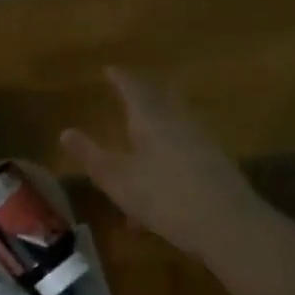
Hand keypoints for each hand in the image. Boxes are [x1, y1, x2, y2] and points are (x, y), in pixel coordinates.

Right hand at [62, 67, 261, 259]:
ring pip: (172, 128)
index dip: (120, 78)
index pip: (134, 87)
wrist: (228, 224)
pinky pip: (182, 153)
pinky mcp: (215, 166)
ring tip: (136, 142)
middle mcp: (179, 122)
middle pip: (160, 100)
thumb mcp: (117, 179)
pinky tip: (154, 194)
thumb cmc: (164, 196)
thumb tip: (65, 132)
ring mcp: (202, 142)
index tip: (109, 69)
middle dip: (141, 96)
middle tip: (127, 92)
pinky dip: (165, 160)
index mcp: (152, 118)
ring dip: (153, 131)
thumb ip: (91, 155)